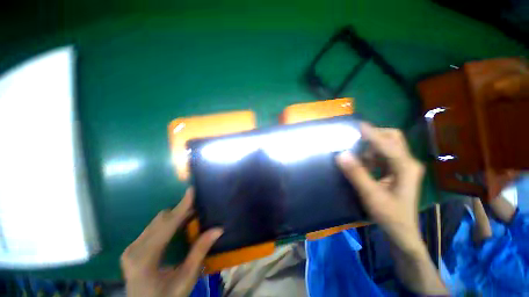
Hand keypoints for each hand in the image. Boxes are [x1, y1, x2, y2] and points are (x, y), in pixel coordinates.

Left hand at [121, 188, 222, 296]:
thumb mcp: (186, 278)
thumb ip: (200, 252)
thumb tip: (218, 229)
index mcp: (145, 258)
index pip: (167, 224)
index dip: (182, 206)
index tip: (192, 190)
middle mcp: (134, 249)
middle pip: (161, 220)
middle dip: (180, 210)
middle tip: (199, 207)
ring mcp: (131, 248)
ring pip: (156, 222)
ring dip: (175, 216)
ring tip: (192, 215)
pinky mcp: (133, 249)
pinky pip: (153, 228)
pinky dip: (168, 223)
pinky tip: (179, 225)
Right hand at [336, 123, 424, 253]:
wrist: (402, 232)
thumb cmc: (389, 215)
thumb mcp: (371, 195)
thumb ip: (356, 173)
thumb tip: (341, 154)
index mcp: (406, 167)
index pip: (388, 144)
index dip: (372, 134)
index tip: (357, 125)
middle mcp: (408, 162)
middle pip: (393, 139)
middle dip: (375, 136)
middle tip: (356, 139)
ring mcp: (404, 166)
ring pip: (388, 146)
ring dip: (372, 146)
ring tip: (358, 156)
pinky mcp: (398, 170)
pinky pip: (384, 155)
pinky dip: (372, 155)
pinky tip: (364, 164)